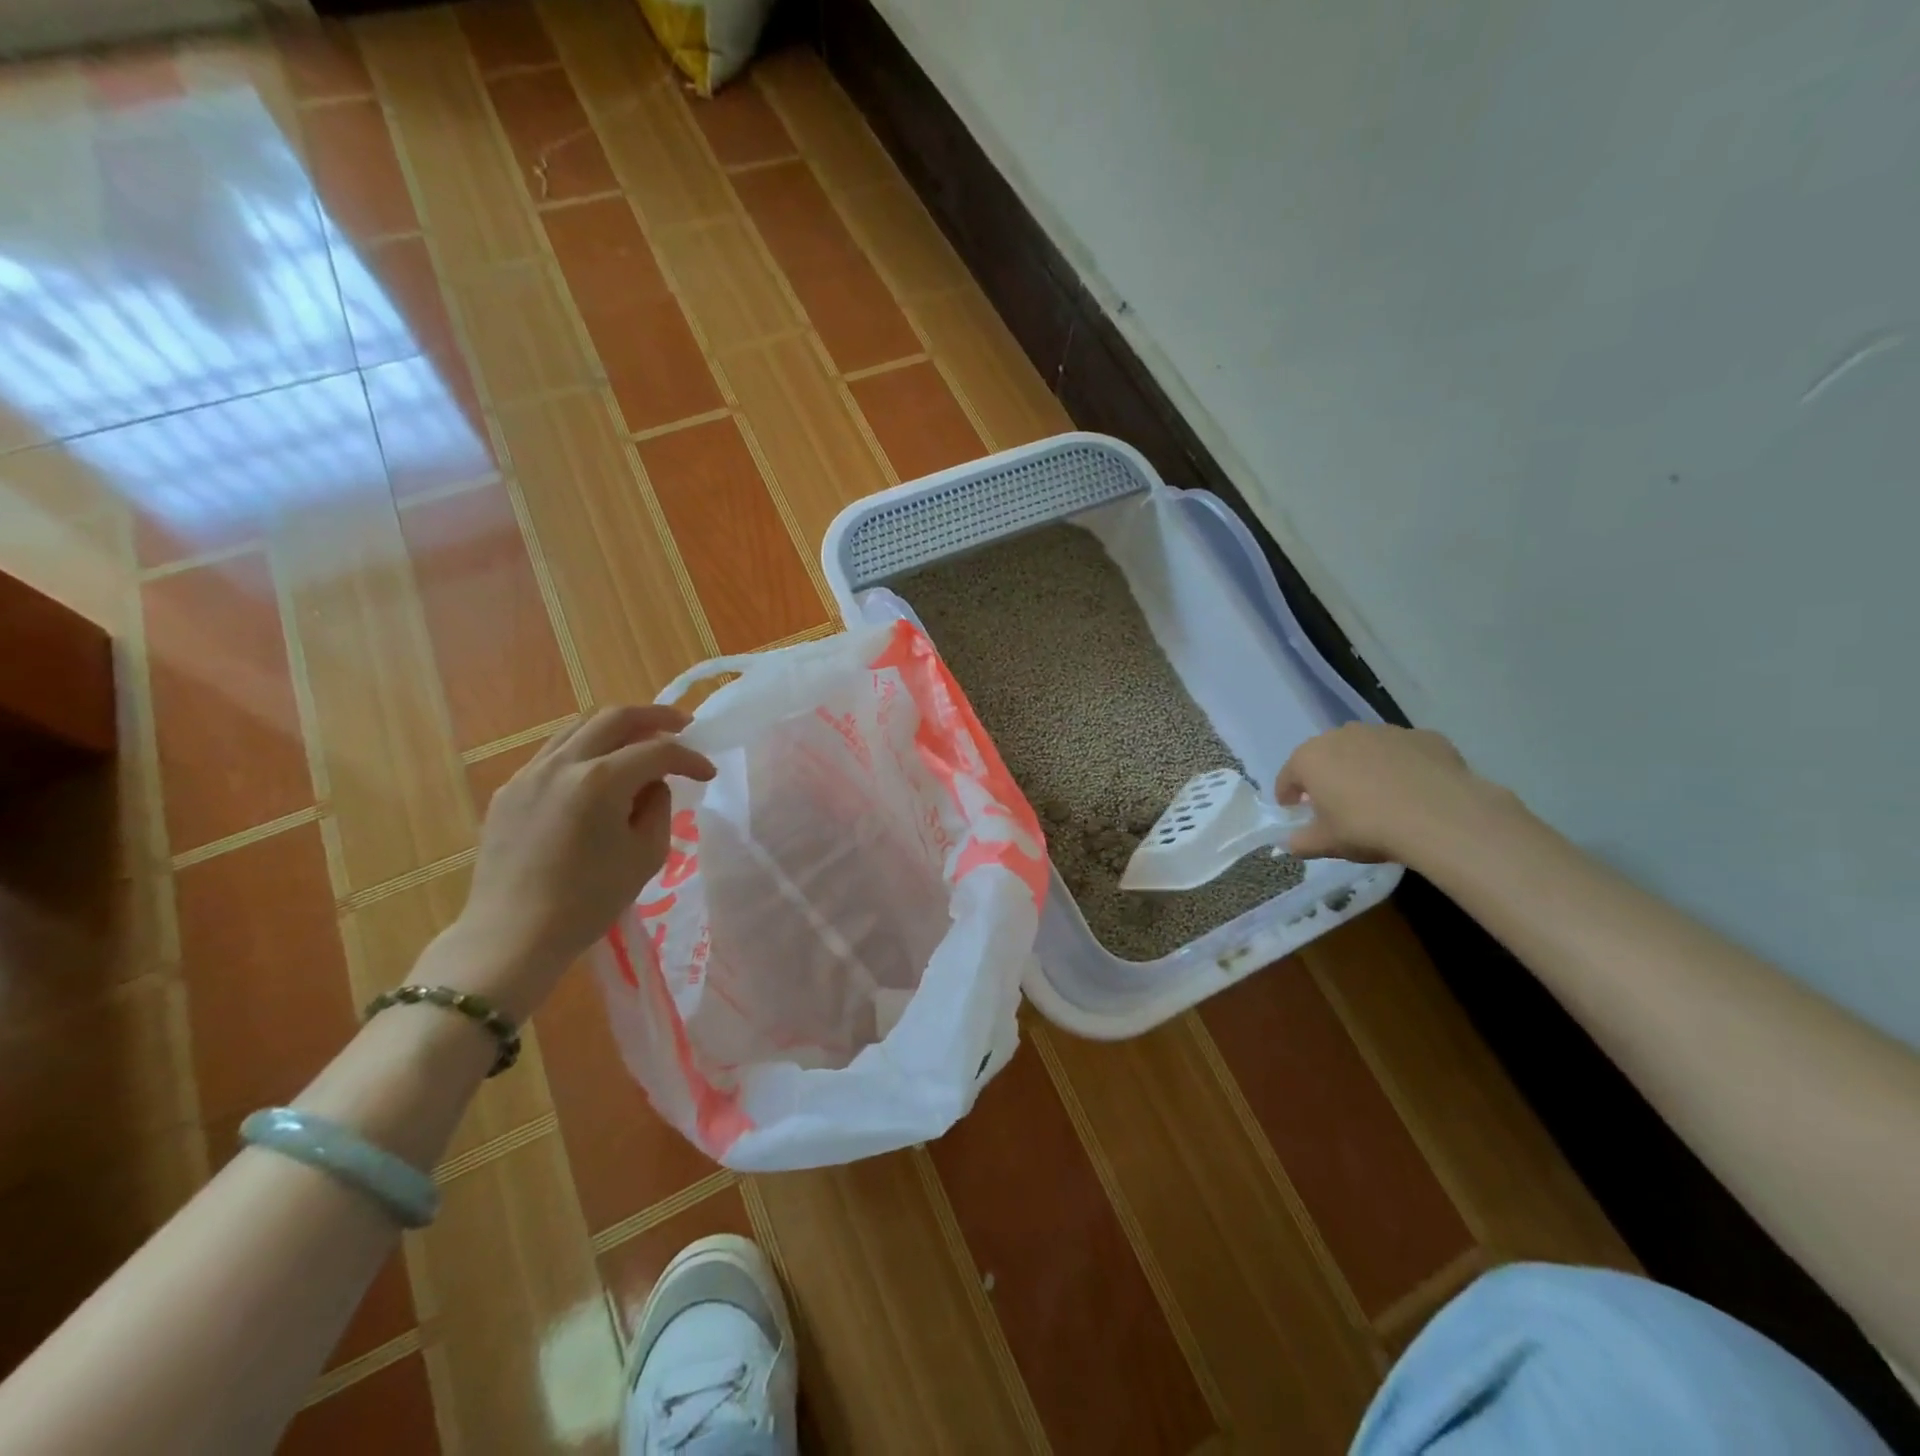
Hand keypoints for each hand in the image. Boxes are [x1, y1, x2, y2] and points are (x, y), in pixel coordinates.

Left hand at [447, 706, 714, 1019]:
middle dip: (656, 717)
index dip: (690, 758)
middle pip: (615, 718)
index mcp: (600, 781)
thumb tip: (652, 785)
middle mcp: (562, 764)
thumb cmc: (588, 902)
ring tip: (641, 741)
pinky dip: (585, 749)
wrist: (513, 936)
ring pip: (579, 727)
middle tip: (683, 725)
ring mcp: (529, 774)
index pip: (657, 752)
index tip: (708, 774)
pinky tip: (597, 772)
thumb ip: (657, 808)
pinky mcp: (509, 791)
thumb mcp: (646, 856)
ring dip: (617, 728)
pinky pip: (554, 753)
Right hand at [1275, 723, 1507, 863]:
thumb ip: (1302, 842)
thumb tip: (1291, 842)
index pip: (1288, 776)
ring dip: (1364, 768)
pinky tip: (1413, 791)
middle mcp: (1343, 735)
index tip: (1294, 811)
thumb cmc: (1368, 828)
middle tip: (1336, 804)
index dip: (1287, 795)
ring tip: (1378, 796)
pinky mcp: (1423, 736)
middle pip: (1326, 756)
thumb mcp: (1327, 844)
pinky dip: (1402, 766)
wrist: (1441, 816)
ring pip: (1365, 749)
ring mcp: (1385, 732)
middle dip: (1326, 777)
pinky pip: (1403, 752)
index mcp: (1310, 758)